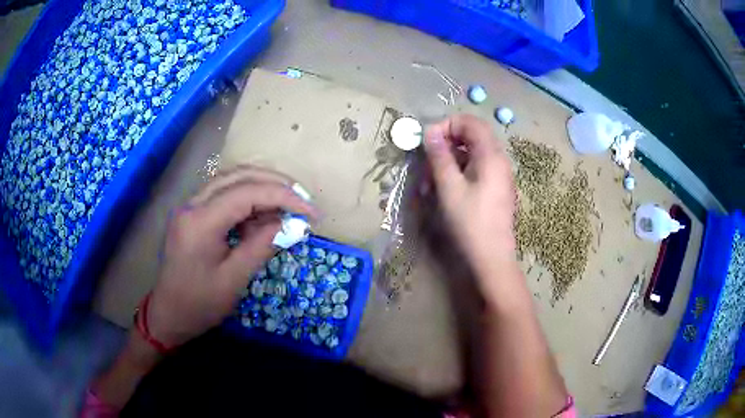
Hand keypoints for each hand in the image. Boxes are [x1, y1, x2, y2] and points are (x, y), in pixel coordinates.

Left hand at [147, 166, 317, 346]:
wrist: (168, 314)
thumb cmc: (199, 304)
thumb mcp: (234, 280)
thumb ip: (263, 246)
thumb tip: (294, 225)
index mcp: (200, 221)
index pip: (247, 192)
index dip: (284, 196)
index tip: (311, 212)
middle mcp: (193, 204)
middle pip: (239, 176)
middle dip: (275, 184)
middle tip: (303, 201)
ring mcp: (191, 206)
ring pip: (232, 181)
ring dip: (263, 189)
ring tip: (289, 208)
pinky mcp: (194, 214)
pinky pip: (225, 196)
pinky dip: (249, 202)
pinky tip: (263, 218)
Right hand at [424, 114, 518, 295]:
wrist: (492, 258)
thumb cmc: (470, 222)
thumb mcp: (449, 187)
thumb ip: (439, 156)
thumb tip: (430, 132)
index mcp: (491, 155)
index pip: (471, 122)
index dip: (447, 125)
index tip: (428, 141)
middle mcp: (499, 160)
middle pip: (472, 137)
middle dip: (446, 144)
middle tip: (427, 162)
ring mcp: (500, 176)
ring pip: (473, 155)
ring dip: (450, 161)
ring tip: (431, 181)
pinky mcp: (497, 190)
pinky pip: (477, 170)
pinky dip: (460, 173)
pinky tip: (446, 191)